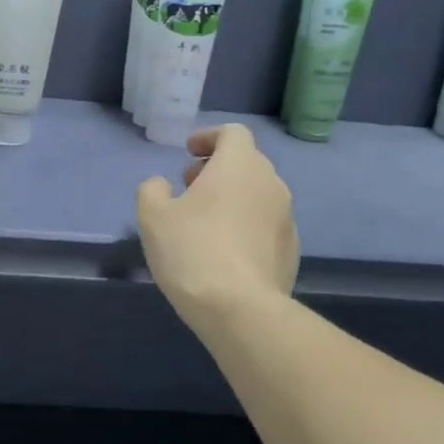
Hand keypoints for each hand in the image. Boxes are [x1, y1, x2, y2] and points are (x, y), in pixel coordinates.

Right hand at [136, 124, 298, 330]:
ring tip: (204, 221)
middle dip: (218, 168)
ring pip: (258, 194)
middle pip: (247, 162)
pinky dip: (245, 225)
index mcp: (239, 166)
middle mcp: (270, 184)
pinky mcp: (291, 250)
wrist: (241, 309)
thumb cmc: (192, 251)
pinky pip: (265, 224)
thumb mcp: (153, 216)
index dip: (209, 138)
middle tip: (190, 186)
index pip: (232, 133)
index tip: (188, 152)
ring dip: (233, 197)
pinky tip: (224, 251)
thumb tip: (162, 186)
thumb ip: (152, 190)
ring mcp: (286, 218)